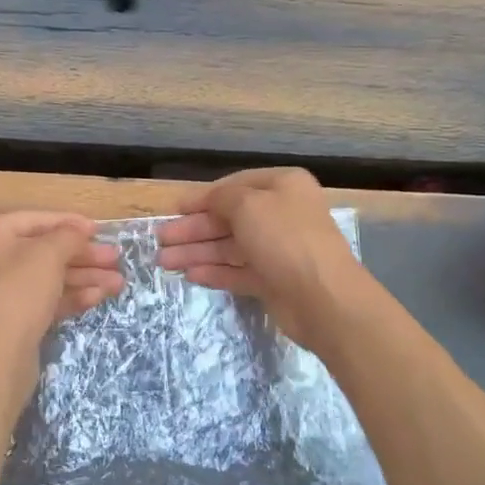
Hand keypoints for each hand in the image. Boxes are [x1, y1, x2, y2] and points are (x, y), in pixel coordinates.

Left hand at [0, 211, 123, 384]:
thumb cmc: (18, 293)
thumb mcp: (48, 255)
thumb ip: (68, 236)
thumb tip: (80, 229)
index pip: (35, 220)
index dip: (69, 223)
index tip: (99, 230)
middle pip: (45, 251)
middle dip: (83, 255)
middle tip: (116, 259)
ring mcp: (2, 293)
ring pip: (50, 278)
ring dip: (85, 277)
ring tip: (119, 283)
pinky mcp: (14, 320)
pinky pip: (47, 300)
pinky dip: (72, 297)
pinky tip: (99, 297)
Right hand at [156, 168, 366, 352]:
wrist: (324, 298)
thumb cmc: (285, 239)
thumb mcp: (248, 205)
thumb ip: (221, 198)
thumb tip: (206, 200)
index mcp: (283, 187)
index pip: (235, 186)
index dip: (202, 198)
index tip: (175, 209)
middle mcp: (282, 214)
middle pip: (229, 219)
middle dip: (194, 229)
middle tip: (160, 240)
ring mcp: (278, 250)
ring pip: (230, 247)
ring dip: (197, 252)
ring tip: (164, 262)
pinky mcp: (274, 281)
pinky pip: (238, 272)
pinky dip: (215, 272)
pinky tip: (190, 275)